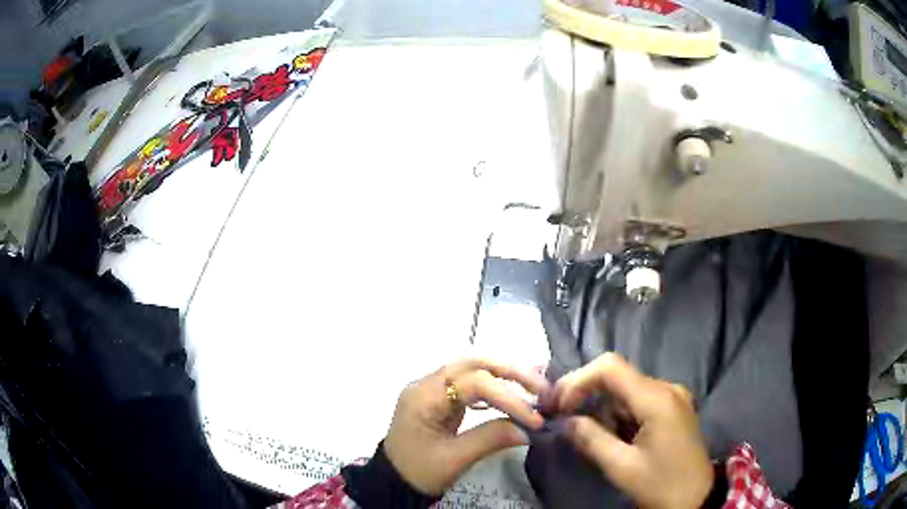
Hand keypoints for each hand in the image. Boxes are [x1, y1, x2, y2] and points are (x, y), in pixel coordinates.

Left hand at [384, 358, 548, 494]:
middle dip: (509, 371)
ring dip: (504, 375)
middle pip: (472, 363)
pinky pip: (469, 383)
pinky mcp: (440, 399)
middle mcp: (426, 384)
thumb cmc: (418, 472)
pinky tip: (512, 395)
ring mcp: (432, 389)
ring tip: (534, 387)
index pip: (472, 383)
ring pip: (472, 369)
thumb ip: (491, 439)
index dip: (507, 397)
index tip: (534, 418)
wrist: (393, 482)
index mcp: (423, 397)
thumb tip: (529, 428)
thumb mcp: (454, 460)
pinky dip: (493, 386)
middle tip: (541, 388)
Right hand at [553, 353, 713, 508]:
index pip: (610, 368)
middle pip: (617, 377)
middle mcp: (667, 388)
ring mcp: (672, 396)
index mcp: (657, 399)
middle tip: (564, 419)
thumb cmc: (661, 484)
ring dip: (603, 410)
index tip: (558, 405)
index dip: (578, 380)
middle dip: (587, 395)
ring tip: (594, 439)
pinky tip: (615, 438)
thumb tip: (565, 421)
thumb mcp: (622, 467)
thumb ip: (591, 439)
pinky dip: (619, 415)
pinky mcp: (673, 407)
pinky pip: (638, 401)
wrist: (697, 497)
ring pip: (626, 390)